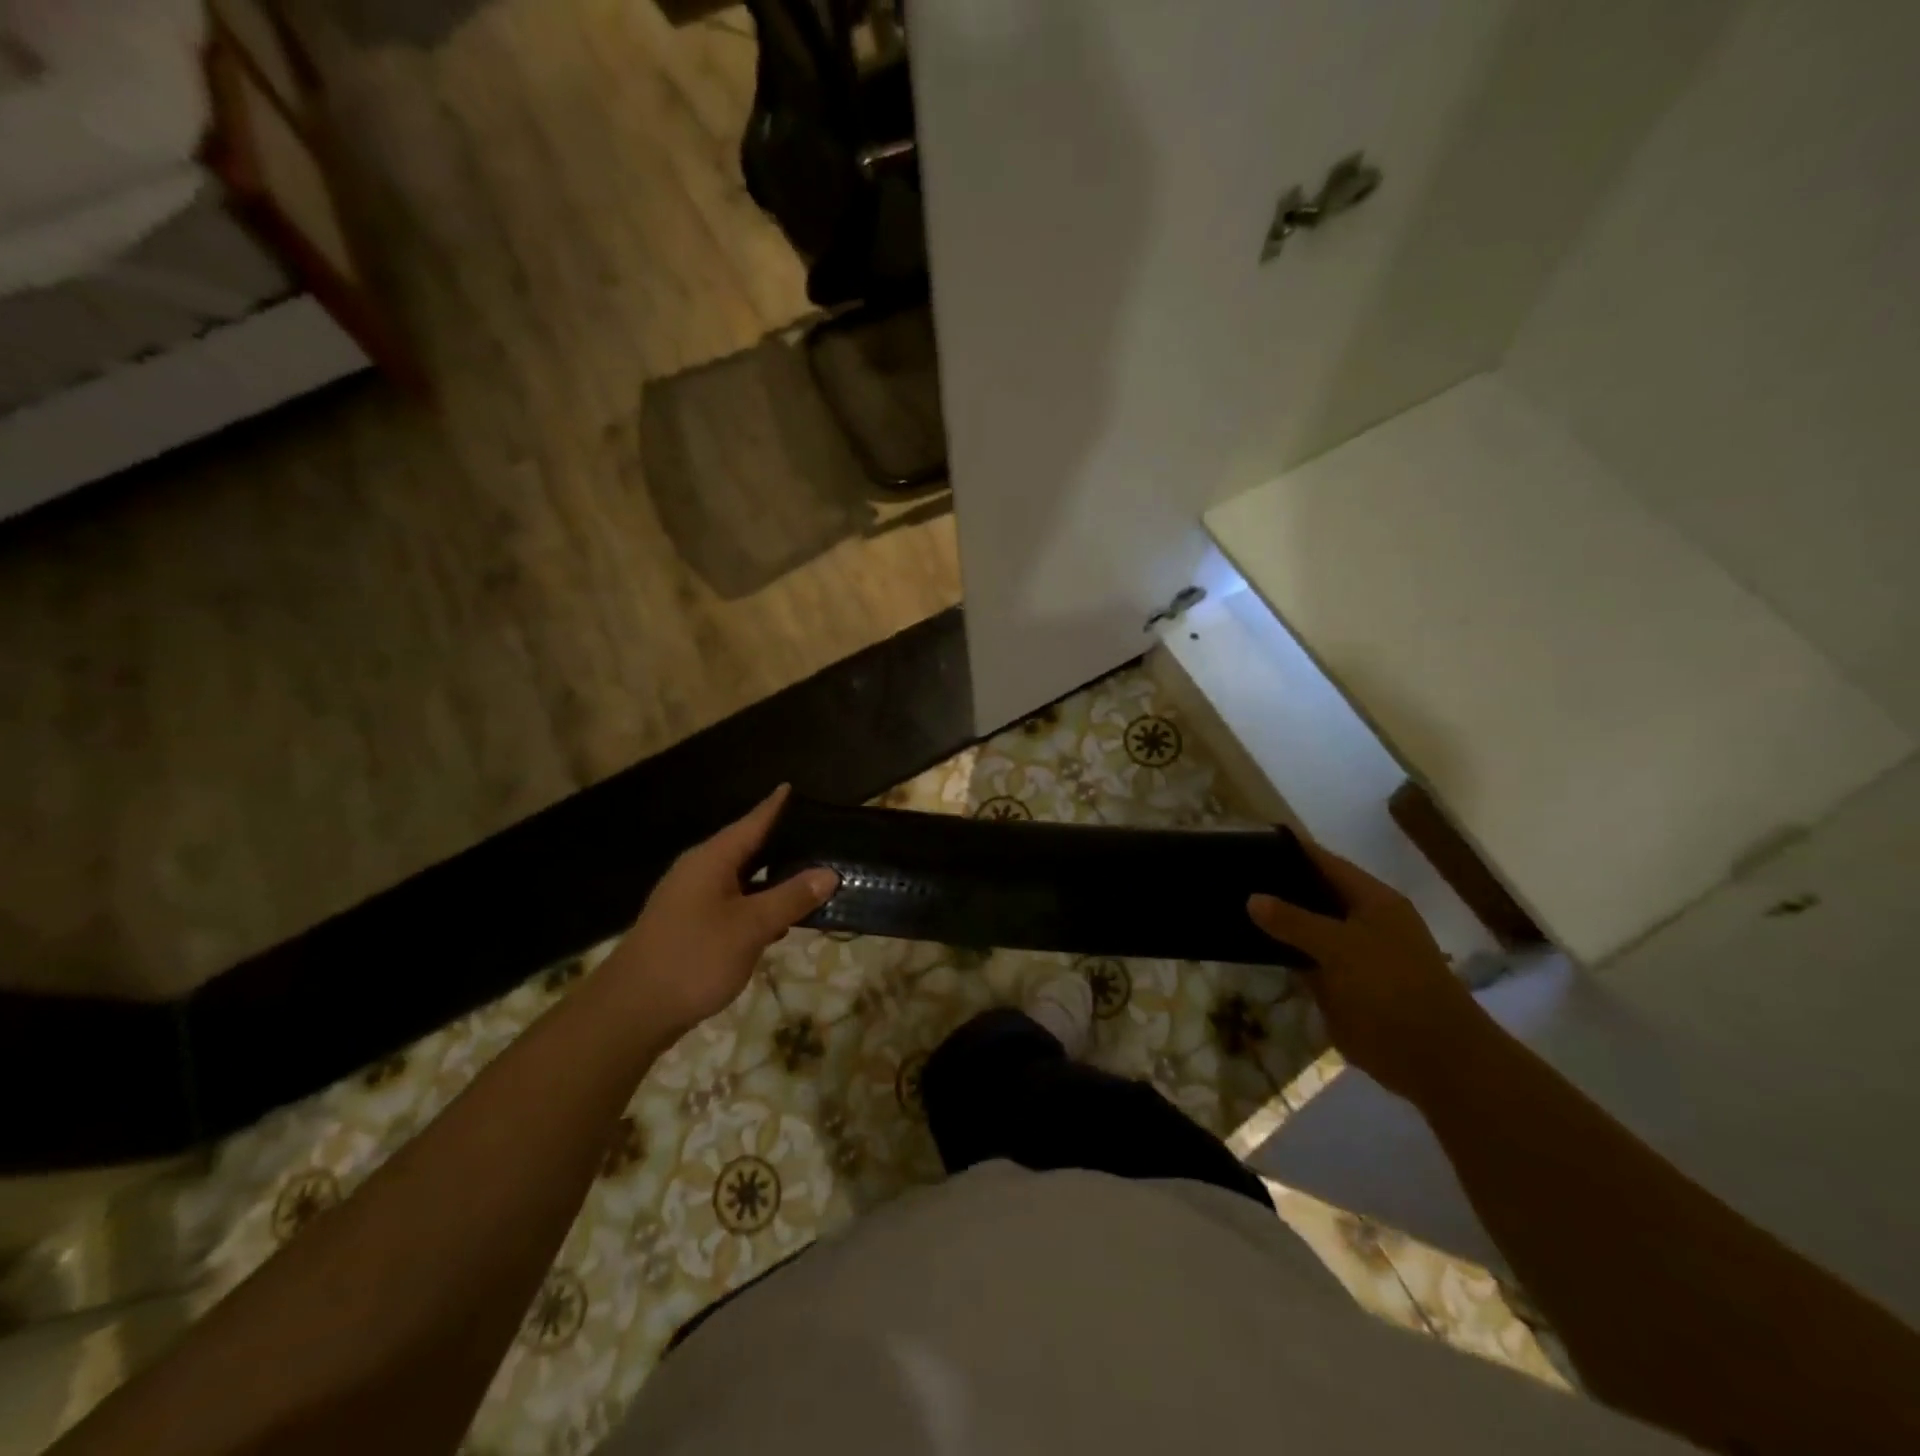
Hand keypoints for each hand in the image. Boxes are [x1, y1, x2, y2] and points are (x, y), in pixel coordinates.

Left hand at [602, 786, 837, 1039]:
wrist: (633, 1010)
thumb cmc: (694, 958)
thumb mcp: (751, 927)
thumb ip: (791, 898)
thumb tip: (829, 872)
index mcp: (712, 860)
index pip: (751, 823)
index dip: (774, 807)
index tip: (792, 787)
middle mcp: (699, 871)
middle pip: (746, 848)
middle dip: (780, 843)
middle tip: (819, 837)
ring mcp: (690, 899)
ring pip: (741, 878)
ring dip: (772, 878)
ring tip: (809, 876)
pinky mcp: (689, 925)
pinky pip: (732, 901)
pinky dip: (758, 903)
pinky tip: (780, 918)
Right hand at [1247, 837, 1494, 1103]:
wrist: (1432, 1059)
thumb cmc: (1392, 988)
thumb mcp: (1339, 946)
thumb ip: (1294, 920)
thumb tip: (1253, 898)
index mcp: (1373, 901)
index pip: (1325, 862)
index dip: (1292, 849)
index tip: (1254, 839)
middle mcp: (1362, 921)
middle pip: (1313, 894)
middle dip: (1277, 885)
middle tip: (1230, 874)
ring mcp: (1352, 954)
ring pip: (1306, 929)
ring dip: (1276, 922)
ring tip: (1229, 905)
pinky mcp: (1342, 985)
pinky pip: (1305, 960)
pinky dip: (1282, 954)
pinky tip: (1247, 946)